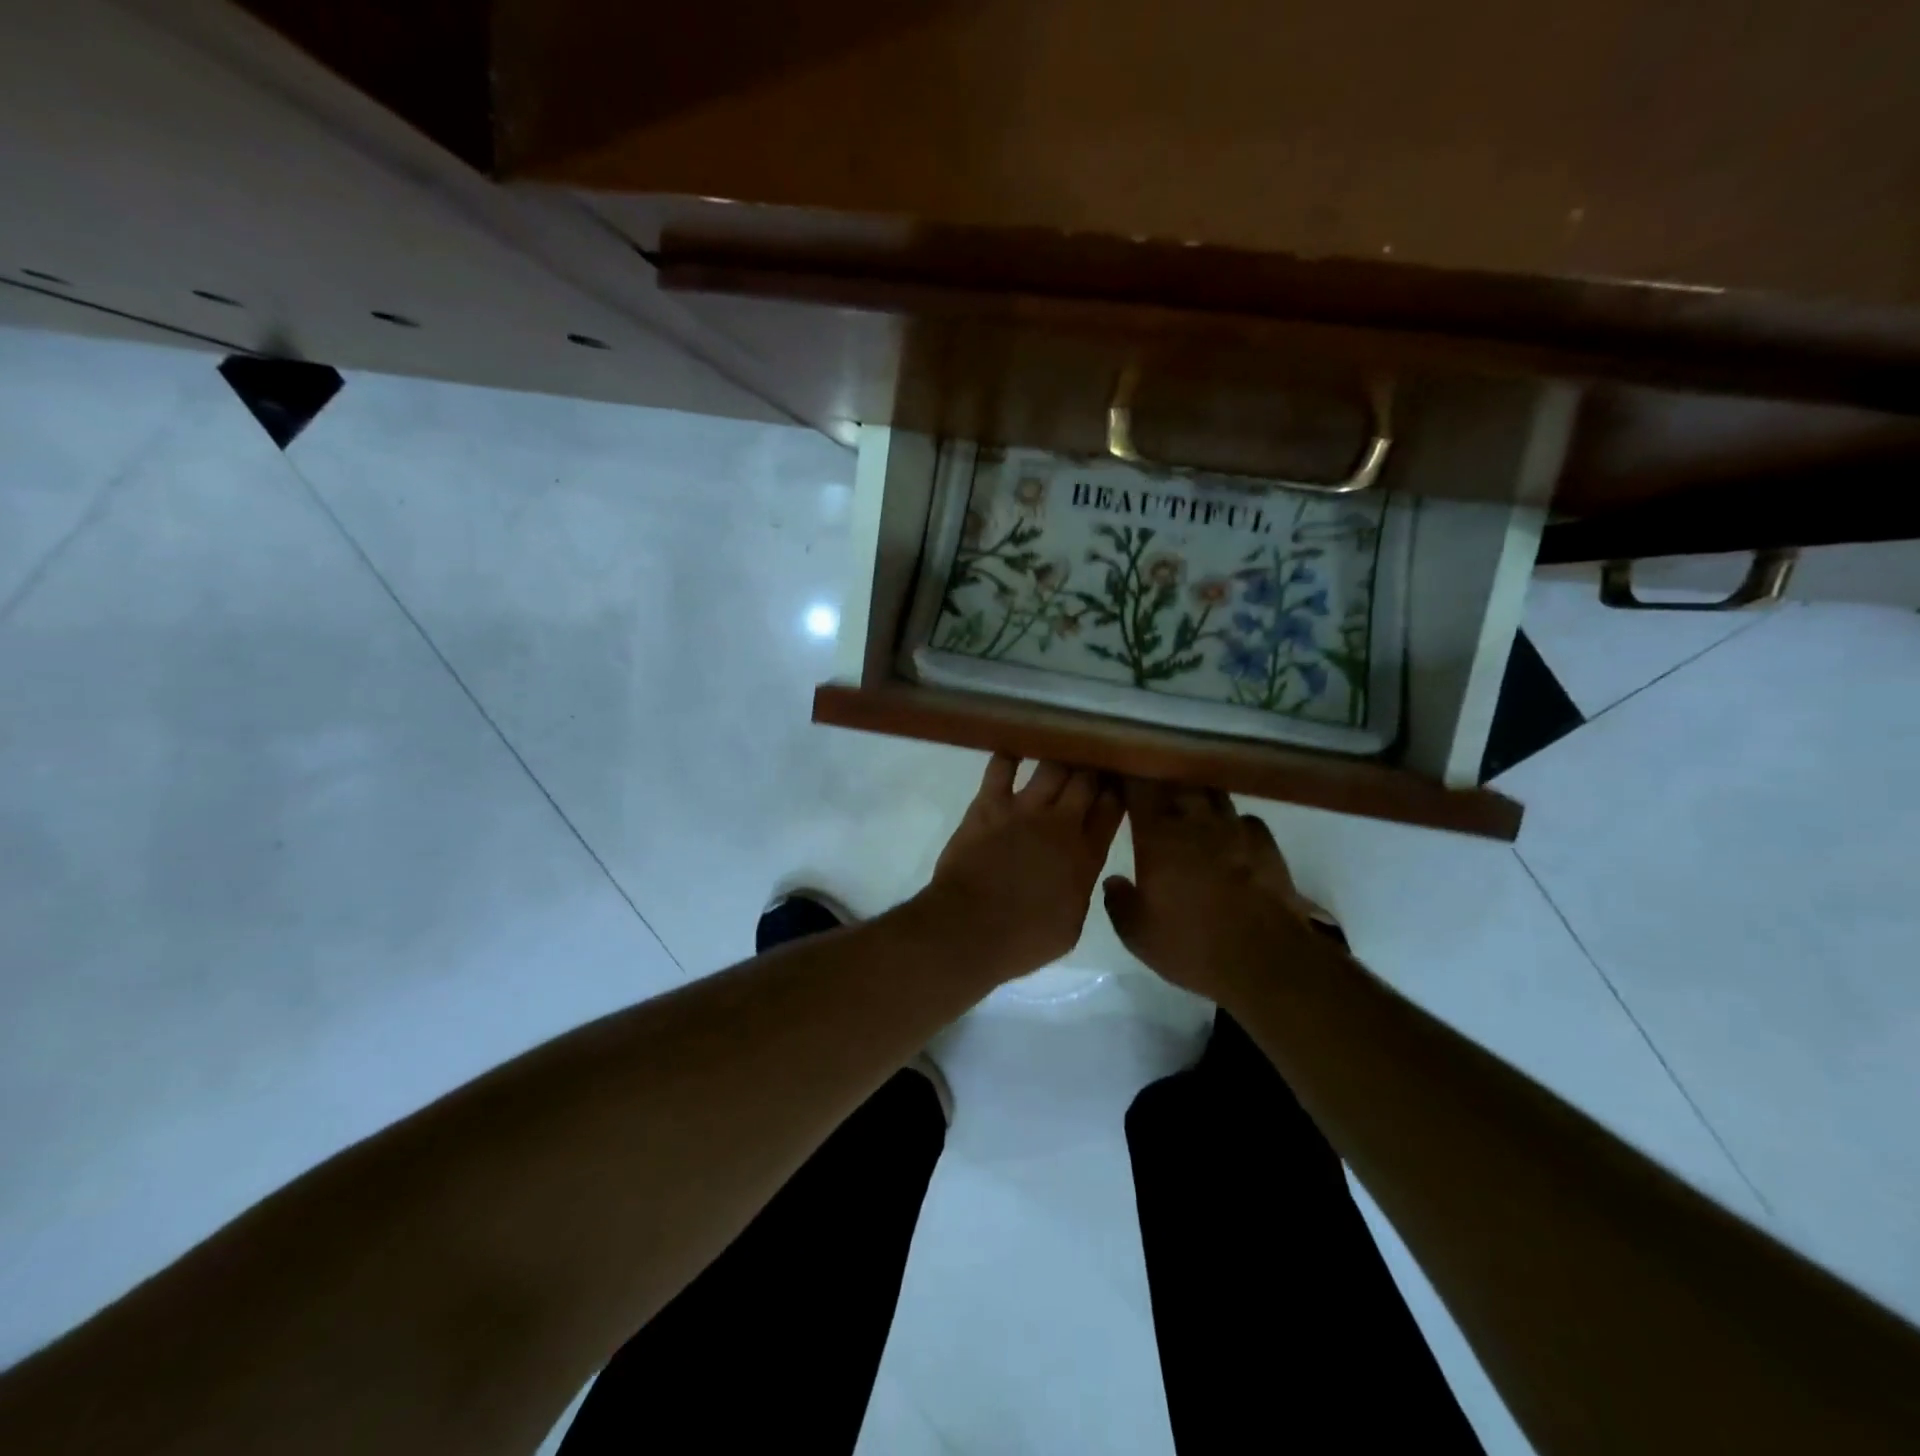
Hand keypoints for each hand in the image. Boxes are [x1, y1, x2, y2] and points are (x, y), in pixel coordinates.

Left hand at [920, 755, 1124, 979]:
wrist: (969, 930)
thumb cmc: (1022, 940)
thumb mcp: (1071, 926)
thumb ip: (1080, 889)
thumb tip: (1079, 872)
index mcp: (1086, 856)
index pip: (1112, 809)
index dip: (1118, 792)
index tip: (1119, 782)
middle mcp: (1061, 824)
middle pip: (1087, 780)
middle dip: (1093, 767)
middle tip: (1093, 760)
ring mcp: (1024, 809)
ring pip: (1053, 766)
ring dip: (1061, 756)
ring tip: (1064, 748)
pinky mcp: (988, 804)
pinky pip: (1001, 767)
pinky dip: (1010, 754)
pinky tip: (1017, 746)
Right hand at [1102, 781, 1318, 1002]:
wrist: (1264, 958)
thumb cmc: (1191, 944)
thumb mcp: (1138, 934)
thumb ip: (1119, 902)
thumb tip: (1113, 880)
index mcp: (1157, 837)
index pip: (1139, 789)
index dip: (1130, 777)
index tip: (1121, 775)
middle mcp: (1195, 822)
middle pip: (1178, 782)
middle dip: (1163, 780)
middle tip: (1153, 787)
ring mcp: (1234, 829)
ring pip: (1212, 794)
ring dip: (1198, 795)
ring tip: (1190, 804)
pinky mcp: (1266, 844)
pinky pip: (1245, 819)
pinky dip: (1233, 822)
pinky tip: (1230, 835)